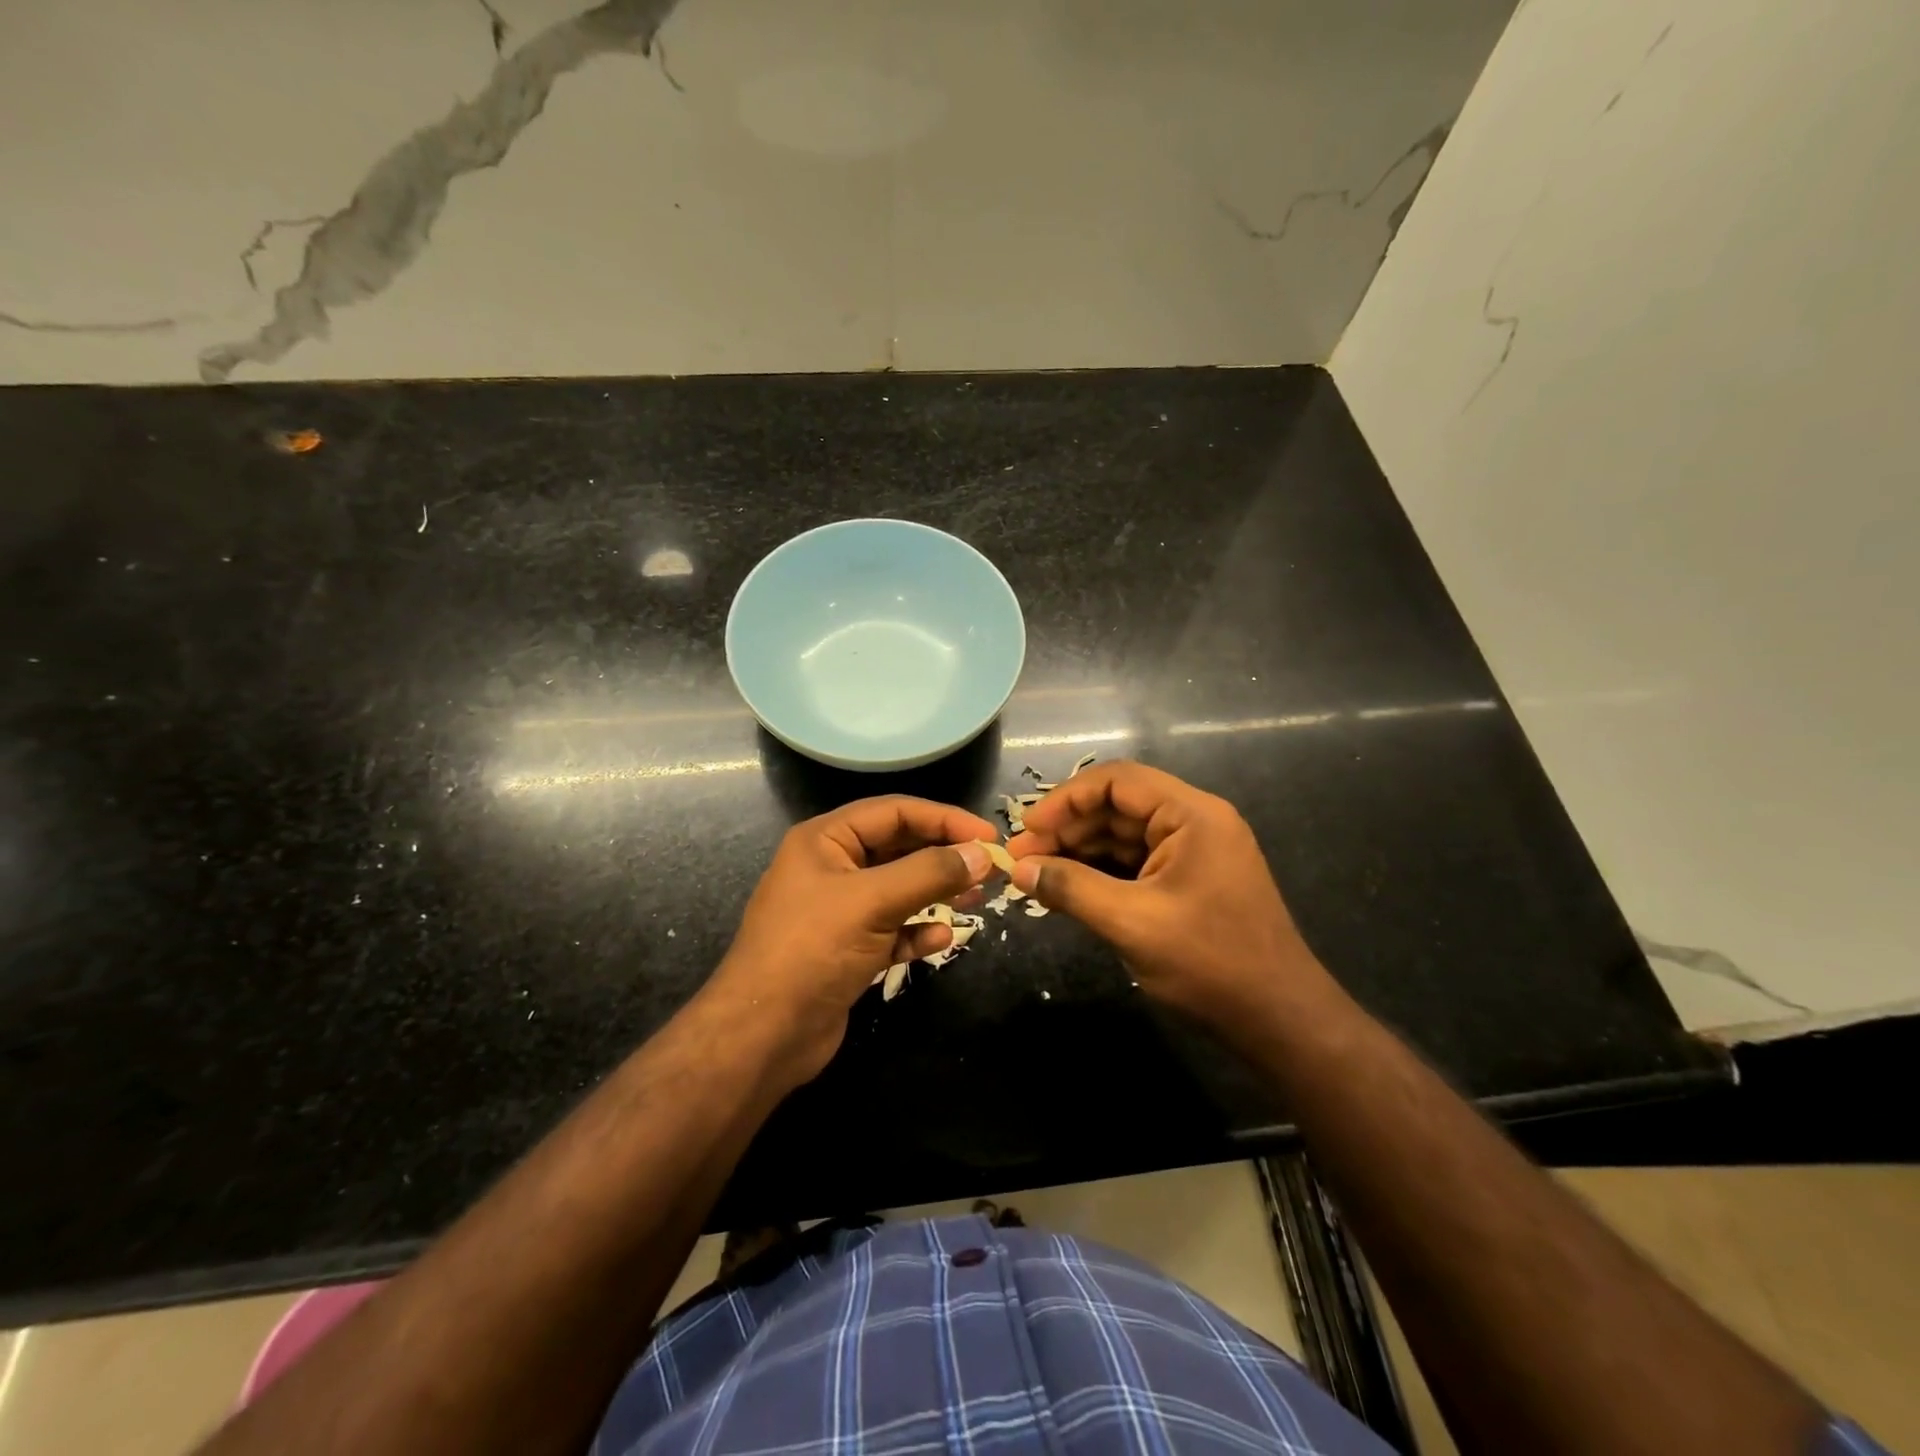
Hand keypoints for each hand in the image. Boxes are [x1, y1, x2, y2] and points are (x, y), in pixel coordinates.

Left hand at [709, 797, 997, 1085]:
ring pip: (898, 889)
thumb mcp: (873, 902)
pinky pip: (892, 929)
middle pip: (898, 847)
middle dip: (943, 855)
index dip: (944, 818)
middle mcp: (831, 867)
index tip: (988, 835)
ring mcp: (838, 910)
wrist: (763, 1035)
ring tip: (976, 898)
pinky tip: (941, 938)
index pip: (894, 812)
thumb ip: (930, 873)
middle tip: (989, 867)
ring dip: (936, 892)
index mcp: (826, 840)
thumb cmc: (812, 950)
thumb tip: (982, 853)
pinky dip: (916, 930)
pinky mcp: (847, 949)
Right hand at [1006, 761, 1329, 1030]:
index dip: (1066, 799)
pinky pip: (1136, 863)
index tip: (1027, 829)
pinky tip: (1067, 890)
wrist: (1279, 1021)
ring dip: (1079, 852)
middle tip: (1021, 859)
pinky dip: (1100, 874)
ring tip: (1035, 875)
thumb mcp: (1131, 923)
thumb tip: (1018, 869)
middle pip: (1118, 807)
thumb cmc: (1210, 963)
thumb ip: (1071, 889)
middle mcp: (1195, 822)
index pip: (1117, 781)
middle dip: (1067, 829)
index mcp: (1192, 815)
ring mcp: (1194, 852)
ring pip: (1123, 836)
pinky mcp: (1189, 881)